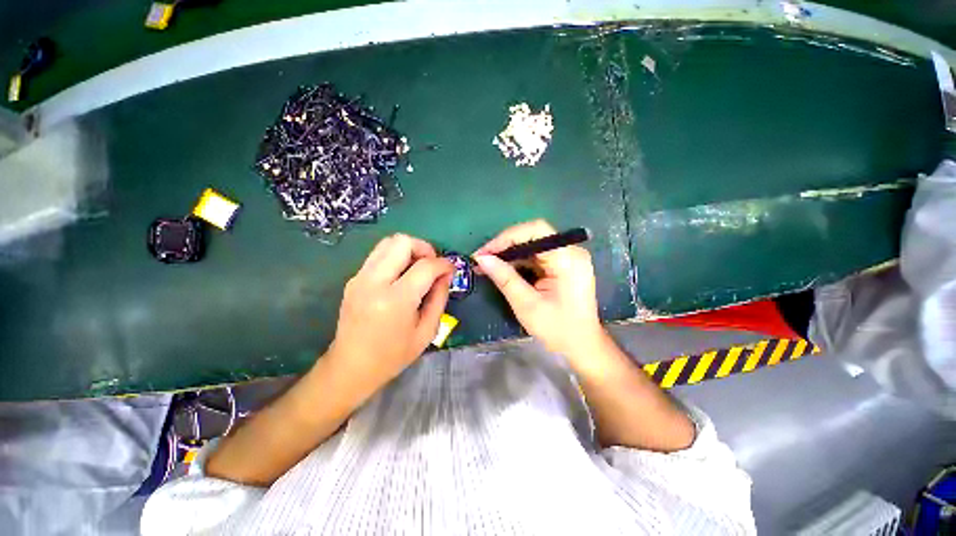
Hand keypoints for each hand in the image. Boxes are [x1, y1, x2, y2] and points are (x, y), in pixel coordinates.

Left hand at [327, 234, 452, 390]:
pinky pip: (378, 254)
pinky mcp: (354, 279)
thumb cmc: (393, 355)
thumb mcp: (427, 331)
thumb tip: (445, 275)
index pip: (425, 266)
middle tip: (432, 264)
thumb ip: (439, 298)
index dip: (443, 264)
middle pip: (402, 242)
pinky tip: (401, 275)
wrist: (351, 367)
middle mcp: (375, 282)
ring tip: (418, 266)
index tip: (450, 269)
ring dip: (408, 249)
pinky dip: (395, 257)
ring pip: (388, 242)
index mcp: (396, 300)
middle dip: (424, 247)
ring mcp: (360, 278)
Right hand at [473, 219, 603, 358]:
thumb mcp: (526, 304)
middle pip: (533, 236)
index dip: (507, 237)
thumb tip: (481, 259)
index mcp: (568, 258)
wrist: (581, 346)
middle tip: (482, 259)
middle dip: (505, 246)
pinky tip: (503, 269)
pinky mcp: (563, 266)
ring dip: (510, 254)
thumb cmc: (557, 329)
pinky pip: (537, 256)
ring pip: (532, 245)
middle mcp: (571, 251)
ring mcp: (568, 258)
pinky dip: (519, 261)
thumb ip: (504, 278)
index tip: (484, 252)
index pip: (536, 231)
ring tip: (487, 265)